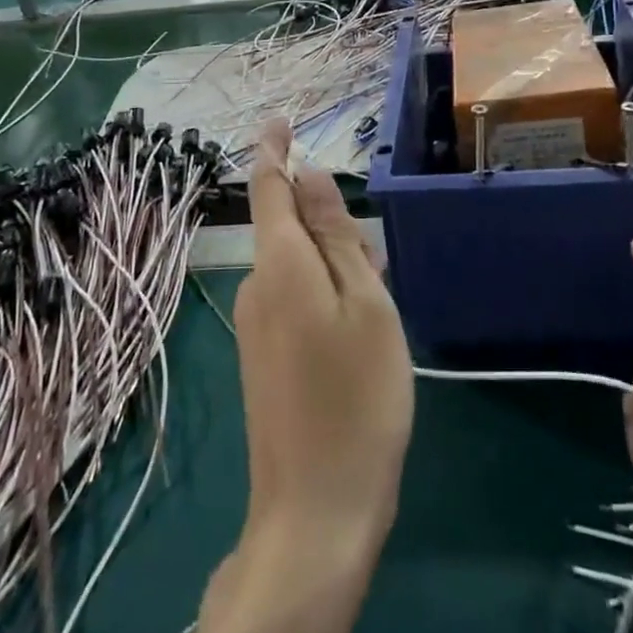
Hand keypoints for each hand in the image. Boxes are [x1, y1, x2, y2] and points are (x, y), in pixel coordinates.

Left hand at [157, 124, 410, 632]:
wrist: (315, 512)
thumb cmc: (357, 398)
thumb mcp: (365, 304)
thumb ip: (335, 235)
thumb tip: (310, 176)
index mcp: (280, 264)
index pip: (268, 187)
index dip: (273, 150)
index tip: (279, 119)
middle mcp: (256, 286)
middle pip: (289, 228)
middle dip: (328, 225)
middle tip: (378, 264)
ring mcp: (254, 325)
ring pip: (296, 267)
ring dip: (333, 267)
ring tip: (378, 311)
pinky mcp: (261, 358)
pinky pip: (293, 300)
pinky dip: (324, 296)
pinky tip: (357, 339)